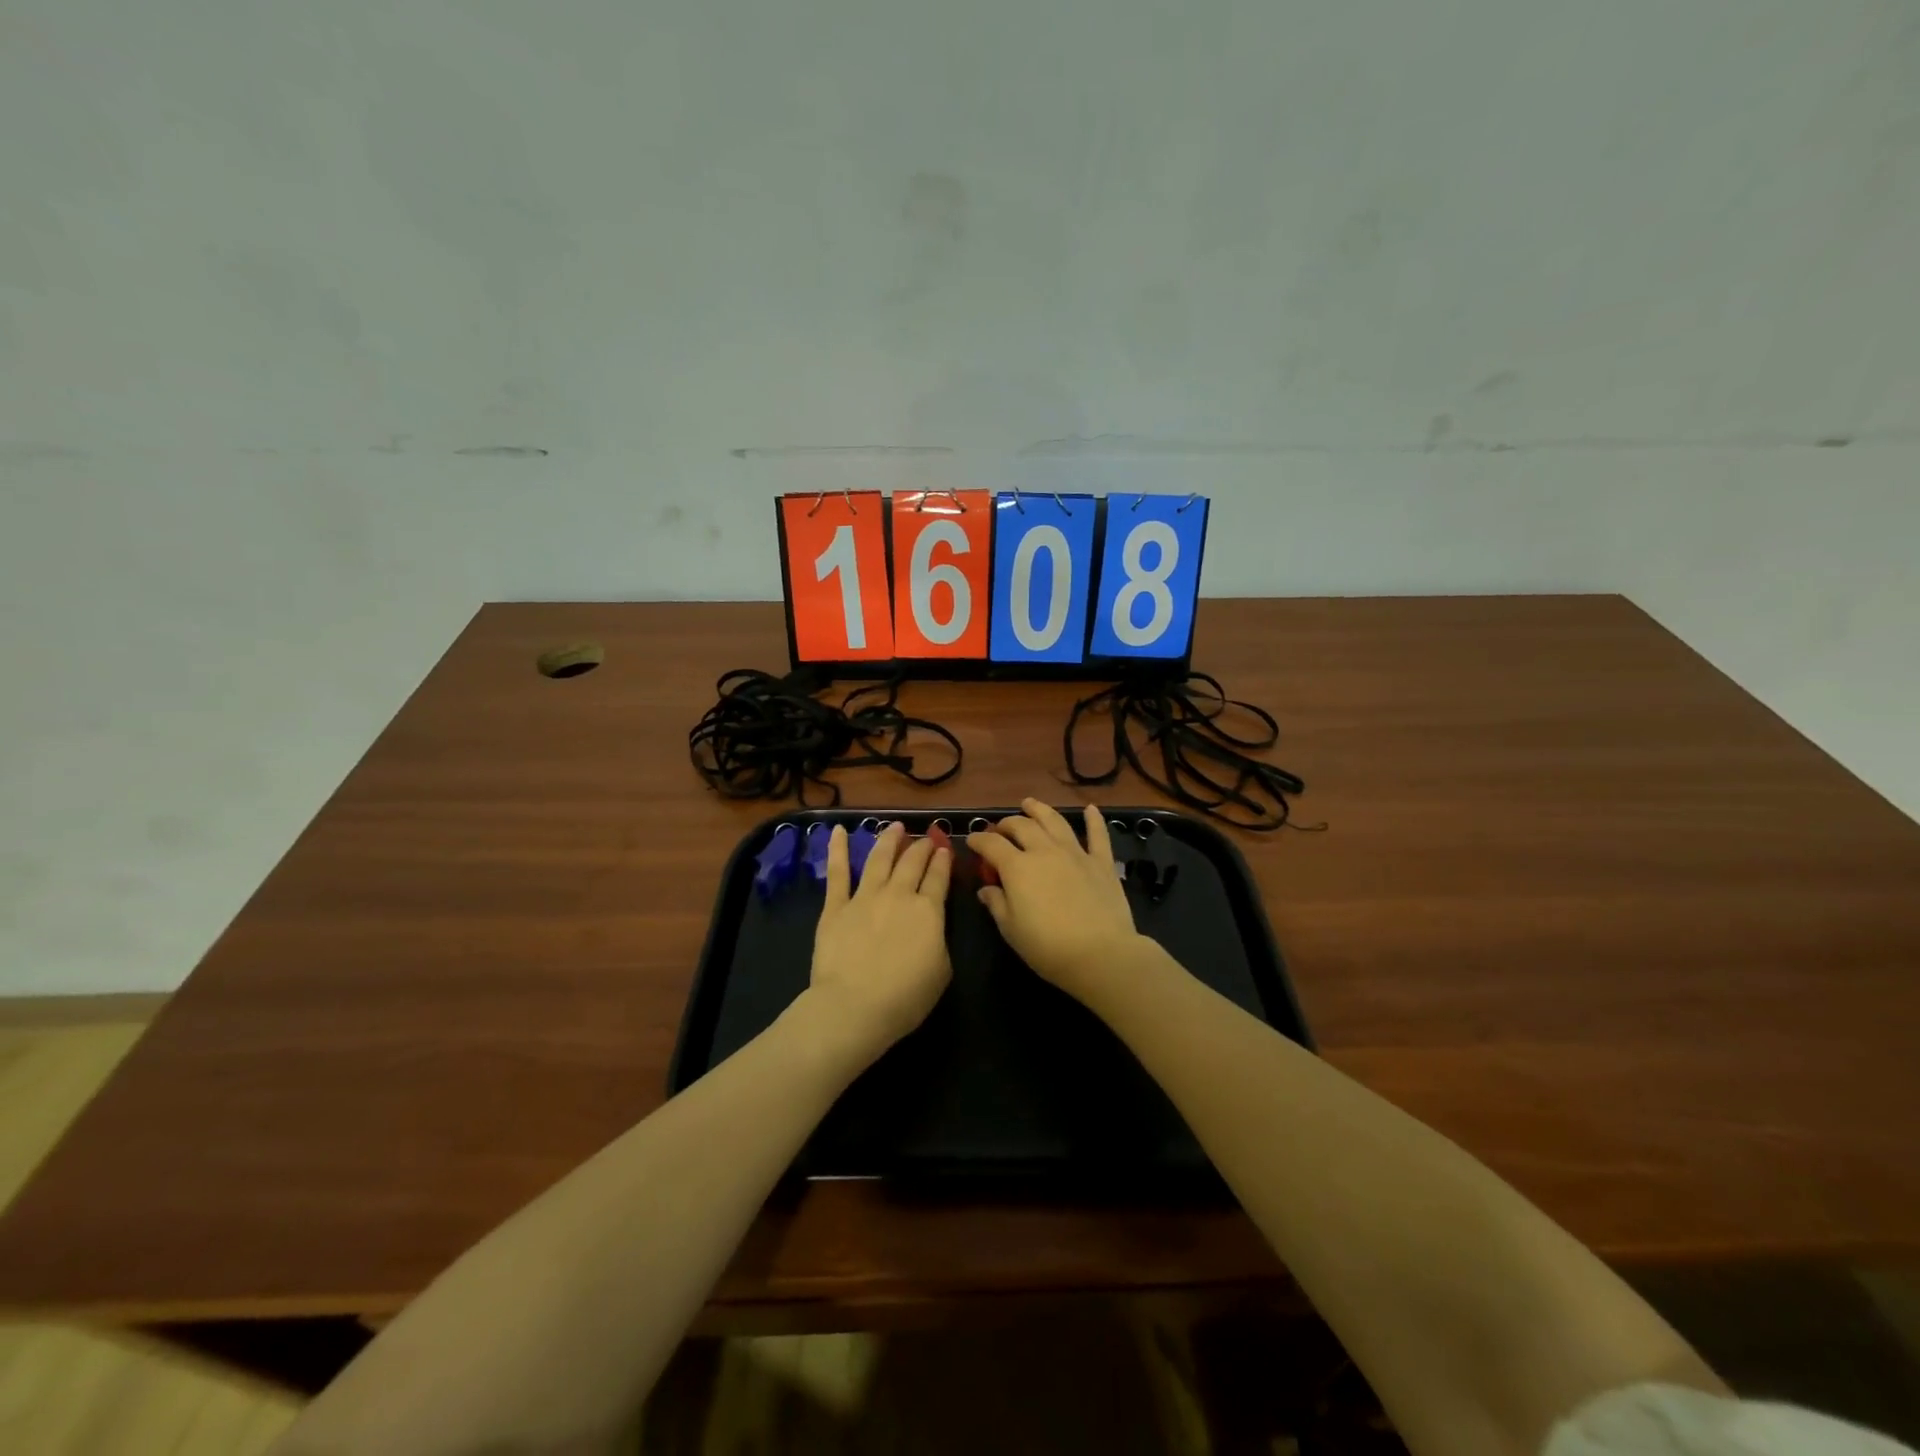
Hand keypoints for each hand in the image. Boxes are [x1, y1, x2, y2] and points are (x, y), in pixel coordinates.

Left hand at [801, 823, 952, 1063]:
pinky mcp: (835, 907)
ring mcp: (864, 897)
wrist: (854, 1006)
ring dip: (889, 839)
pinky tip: (838, 830)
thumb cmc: (905, 998)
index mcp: (928, 911)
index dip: (943, 861)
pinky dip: (837, 849)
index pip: (939, 877)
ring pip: (879, 858)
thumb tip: (930, 927)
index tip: (945, 848)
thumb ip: (938, 940)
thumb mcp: (941, 971)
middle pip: (912, 862)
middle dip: (921, 847)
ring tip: (895, 826)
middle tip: (926, 837)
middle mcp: (898, 895)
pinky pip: (838, 872)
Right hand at [967, 799, 1146, 1003]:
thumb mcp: (1011, 930)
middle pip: (1022, 826)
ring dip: (1040, 809)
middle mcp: (1044, 851)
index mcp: (1017, 867)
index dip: (978, 839)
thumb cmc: (1048, 947)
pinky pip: (1097, 835)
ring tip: (1030, 803)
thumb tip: (986, 889)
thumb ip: (996, 904)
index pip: (991, 844)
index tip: (971, 840)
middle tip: (1000, 829)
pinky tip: (1091, 809)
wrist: (1100, 954)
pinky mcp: (1101, 862)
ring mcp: (1075, 853)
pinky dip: (1094, 820)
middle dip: (1006, 824)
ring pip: (1054, 821)